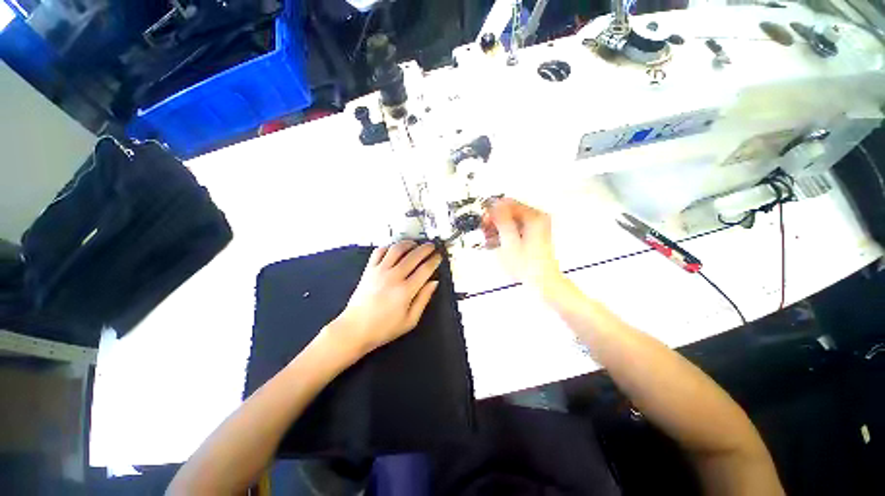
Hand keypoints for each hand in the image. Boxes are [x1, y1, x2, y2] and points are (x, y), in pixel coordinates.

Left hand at [329, 241, 441, 355]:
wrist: (355, 329)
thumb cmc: (384, 328)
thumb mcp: (410, 320)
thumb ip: (424, 299)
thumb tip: (434, 282)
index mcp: (406, 290)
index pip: (425, 269)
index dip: (434, 260)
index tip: (439, 256)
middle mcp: (393, 276)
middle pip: (414, 255)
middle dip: (426, 248)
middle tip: (432, 246)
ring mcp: (380, 271)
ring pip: (397, 249)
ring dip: (408, 244)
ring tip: (415, 244)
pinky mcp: (369, 269)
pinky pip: (379, 251)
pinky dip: (389, 247)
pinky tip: (395, 249)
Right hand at [484, 198, 563, 290]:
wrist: (543, 280)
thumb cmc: (528, 265)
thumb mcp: (509, 242)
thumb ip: (501, 221)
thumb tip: (495, 205)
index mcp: (534, 217)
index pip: (509, 203)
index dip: (494, 209)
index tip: (485, 219)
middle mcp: (538, 218)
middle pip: (510, 210)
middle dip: (495, 220)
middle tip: (486, 230)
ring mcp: (537, 226)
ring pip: (512, 219)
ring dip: (499, 227)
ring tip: (490, 238)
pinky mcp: (534, 234)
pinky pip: (516, 227)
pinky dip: (506, 232)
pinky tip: (499, 242)